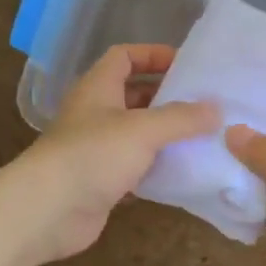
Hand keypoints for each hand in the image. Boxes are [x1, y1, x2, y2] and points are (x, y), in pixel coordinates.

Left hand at [10, 45, 219, 263]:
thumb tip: (217, 109)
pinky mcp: (102, 181)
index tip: (188, 65)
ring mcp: (97, 149)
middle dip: (168, 97)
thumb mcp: (144, 129)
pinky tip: (184, 171)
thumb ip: (182, 118)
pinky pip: (136, 167)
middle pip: (134, 95)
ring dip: (166, 135)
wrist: (48, 210)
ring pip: (137, 134)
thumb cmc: (93, 155)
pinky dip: (157, 167)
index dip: (154, 55)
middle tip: (205, 104)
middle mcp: (96, 113)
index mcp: (98, 88)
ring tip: (204, 137)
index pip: (125, 56)